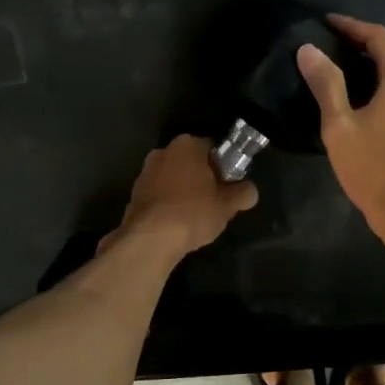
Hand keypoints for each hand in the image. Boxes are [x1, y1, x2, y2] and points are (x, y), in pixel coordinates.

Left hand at [103, 135, 257, 257]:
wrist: (150, 239)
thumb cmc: (193, 213)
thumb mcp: (228, 205)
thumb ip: (243, 193)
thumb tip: (249, 191)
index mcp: (187, 145)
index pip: (213, 149)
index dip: (224, 168)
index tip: (228, 187)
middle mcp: (163, 151)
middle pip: (191, 163)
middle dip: (202, 179)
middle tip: (215, 202)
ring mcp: (145, 172)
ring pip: (173, 179)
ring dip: (184, 192)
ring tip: (195, 217)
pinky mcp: (134, 194)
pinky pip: (159, 195)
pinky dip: (168, 205)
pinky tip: (176, 224)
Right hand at [296, 14, 384, 231]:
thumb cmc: (373, 168)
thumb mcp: (339, 126)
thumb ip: (326, 84)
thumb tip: (309, 49)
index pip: (378, 37)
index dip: (352, 26)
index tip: (327, 23)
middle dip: (377, 37)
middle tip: (347, 42)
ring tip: (356, 64)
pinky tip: (373, 92)